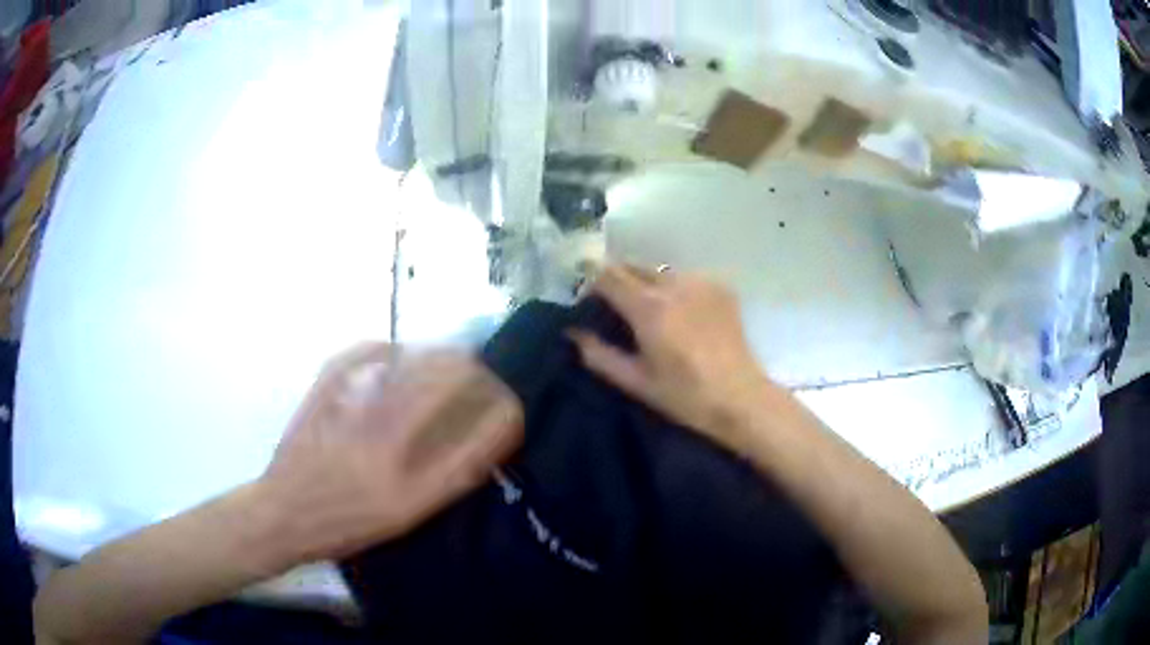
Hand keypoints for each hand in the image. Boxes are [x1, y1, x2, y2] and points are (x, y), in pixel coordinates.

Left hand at [257, 344, 522, 563]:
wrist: (284, 511)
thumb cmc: (346, 524)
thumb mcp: (406, 518)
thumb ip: (448, 480)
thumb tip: (484, 440)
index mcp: (412, 481)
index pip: (481, 433)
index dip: (506, 413)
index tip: (510, 409)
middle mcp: (389, 437)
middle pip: (452, 379)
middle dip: (479, 374)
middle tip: (482, 379)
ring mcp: (357, 406)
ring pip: (416, 359)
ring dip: (443, 356)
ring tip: (452, 362)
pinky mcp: (328, 386)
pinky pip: (368, 350)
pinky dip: (390, 347)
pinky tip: (397, 353)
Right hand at [568, 264, 777, 444]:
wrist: (740, 398)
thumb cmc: (684, 395)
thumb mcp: (635, 381)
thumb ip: (598, 354)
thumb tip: (573, 333)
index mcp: (649, 308)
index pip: (607, 275)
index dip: (591, 283)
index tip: (587, 300)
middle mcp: (674, 284)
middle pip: (633, 266)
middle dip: (617, 280)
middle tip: (614, 307)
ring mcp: (700, 282)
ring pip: (660, 270)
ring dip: (646, 283)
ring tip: (650, 311)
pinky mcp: (720, 287)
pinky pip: (685, 278)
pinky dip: (674, 288)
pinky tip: (680, 312)